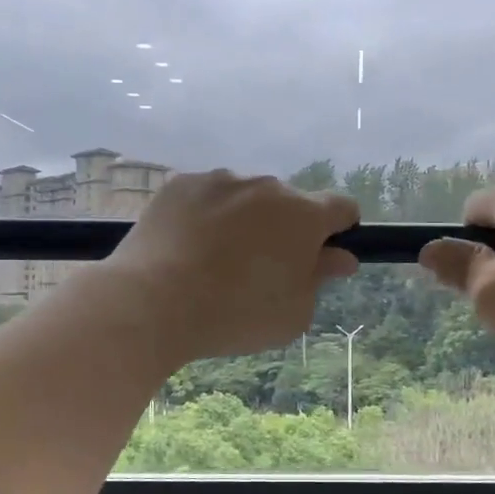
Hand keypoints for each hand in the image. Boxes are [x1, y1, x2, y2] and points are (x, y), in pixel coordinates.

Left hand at [104, 170, 360, 364]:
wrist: (153, 302)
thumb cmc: (236, 314)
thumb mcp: (294, 312)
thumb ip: (320, 278)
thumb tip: (340, 257)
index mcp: (304, 215)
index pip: (341, 207)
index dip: (339, 229)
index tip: (322, 253)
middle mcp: (267, 186)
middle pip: (289, 203)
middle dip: (285, 228)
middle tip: (261, 268)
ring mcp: (221, 180)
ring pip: (246, 197)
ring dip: (245, 219)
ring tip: (217, 259)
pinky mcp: (182, 184)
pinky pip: (207, 196)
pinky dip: (207, 215)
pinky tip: (188, 247)